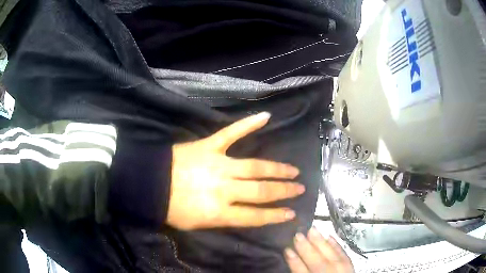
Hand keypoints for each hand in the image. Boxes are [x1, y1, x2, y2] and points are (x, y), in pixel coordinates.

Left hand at [167, 112, 304, 229]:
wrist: (148, 184)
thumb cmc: (170, 208)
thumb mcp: (197, 225)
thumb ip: (222, 220)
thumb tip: (243, 214)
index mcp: (219, 212)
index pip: (256, 216)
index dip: (276, 215)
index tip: (292, 213)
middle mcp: (224, 189)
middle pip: (261, 190)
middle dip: (284, 190)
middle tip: (300, 188)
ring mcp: (218, 164)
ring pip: (255, 167)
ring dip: (277, 169)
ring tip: (293, 170)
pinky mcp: (209, 145)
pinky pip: (232, 133)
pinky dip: (248, 124)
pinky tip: (266, 117)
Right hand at [285, 228, 353, 272]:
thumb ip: (301, 272)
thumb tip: (293, 258)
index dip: (294, 261)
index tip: (287, 249)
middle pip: (319, 264)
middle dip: (307, 249)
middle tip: (298, 235)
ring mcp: (342, 272)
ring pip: (332, 257)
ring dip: (321, 243)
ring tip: (312, 230)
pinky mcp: (351, 267)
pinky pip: (344, 256)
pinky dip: (336, 246)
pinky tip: (330, 237)